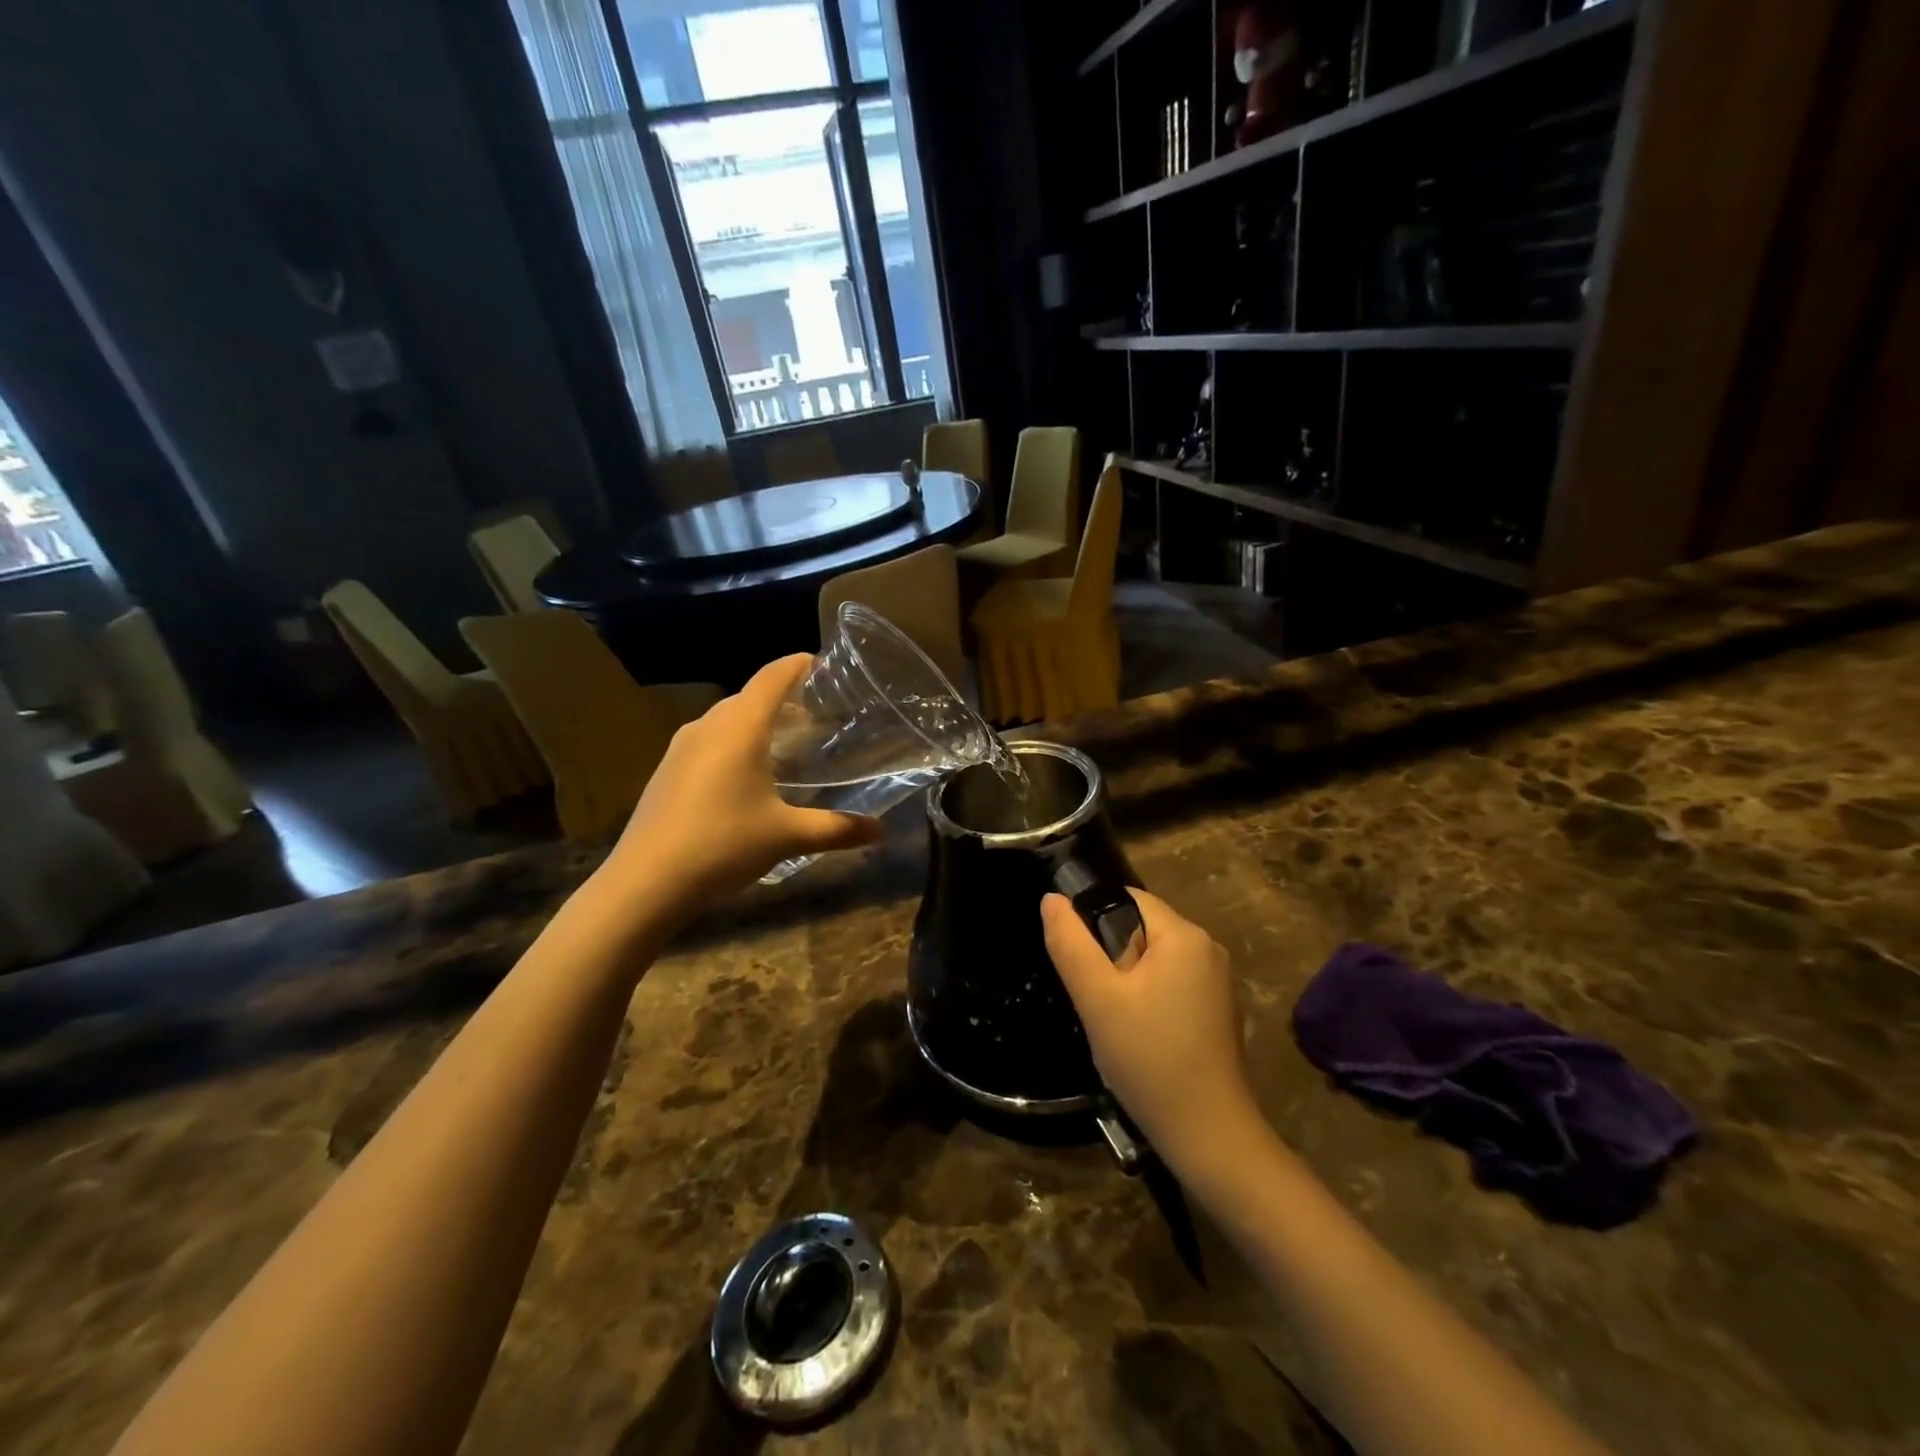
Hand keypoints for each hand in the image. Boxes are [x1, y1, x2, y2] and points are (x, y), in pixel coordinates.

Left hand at [601, 655, 882, 912]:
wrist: (645, 882)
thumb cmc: (723, 845)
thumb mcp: (787, 836)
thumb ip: (837, 829)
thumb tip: (880, 831)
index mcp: (740, 727)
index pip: (772, 677)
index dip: (798, 665)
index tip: (821, 663)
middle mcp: (707, 726)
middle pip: (748, 696)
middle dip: (781, 698)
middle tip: (815, 715)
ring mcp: (680, 748)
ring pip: (725, 720)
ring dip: (754, 722)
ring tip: (784, 743)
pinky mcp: (665, 771)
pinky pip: (707, 741)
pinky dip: (732, 743)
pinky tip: (744, 775)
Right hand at [1041, 888, 1257, 1175]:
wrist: (1209, 1136)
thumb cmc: (1149, 1059)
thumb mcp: (1098, 999)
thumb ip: (1070, 944)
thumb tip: (1051, 899)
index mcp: (1184, 935)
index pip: (1128, 899)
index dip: (1093, 920)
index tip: (1077, 961)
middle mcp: (1208, 949)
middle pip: (1141, 929)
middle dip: (1110, 956)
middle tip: (1094, 999)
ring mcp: (1218, 983)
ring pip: (1154, 961)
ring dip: (1127, 982)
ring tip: (1113, 1023)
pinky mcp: (1218, 1013)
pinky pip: (1172, 986)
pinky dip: (1149, 1000)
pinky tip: (1139, 1039)